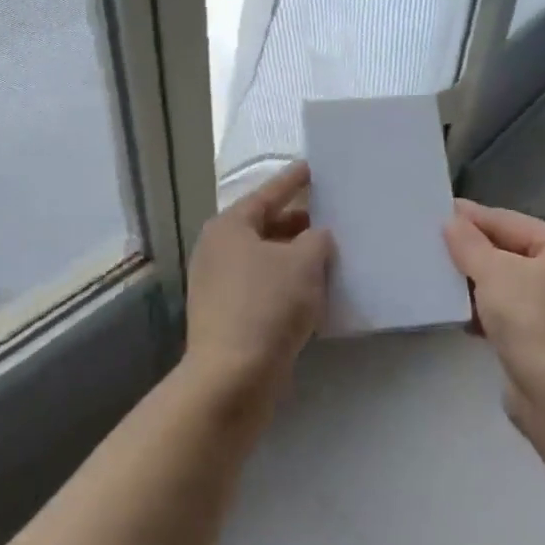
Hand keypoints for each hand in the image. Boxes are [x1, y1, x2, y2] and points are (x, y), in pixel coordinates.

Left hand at [184, 162, 332, 401]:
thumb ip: (316, 239)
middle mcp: (216, 251)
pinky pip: (261, 287)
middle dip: (296, 222)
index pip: (267, 194)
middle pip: (263, 226)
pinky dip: (285, 283)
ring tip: (326, 253)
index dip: (292, 181)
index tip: (311, 168)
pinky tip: (311, 291)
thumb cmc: (268, 305)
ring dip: (293, 256)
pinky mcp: (225, 316)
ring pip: (263, 259)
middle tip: (328, 215)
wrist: (232, 377)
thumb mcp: (304, 262)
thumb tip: (315, 237)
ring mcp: (217, 286)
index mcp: (229, 227)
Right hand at [443, 200, 544, 411]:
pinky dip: (487, 310)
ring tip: (440, 277)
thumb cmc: (531, 320)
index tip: (439, 211)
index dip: (474, 217)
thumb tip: (452, 222)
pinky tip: (460, 314)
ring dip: (477, 282)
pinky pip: (510, 312)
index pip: (511, 222)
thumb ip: (469, 244)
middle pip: (510, 252)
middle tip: (435, 243)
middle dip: (473, 251)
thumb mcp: (493, 273)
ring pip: (508, 284)